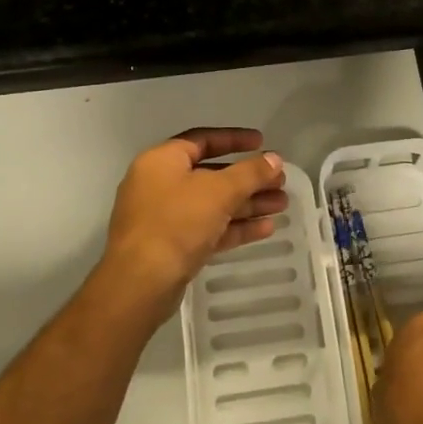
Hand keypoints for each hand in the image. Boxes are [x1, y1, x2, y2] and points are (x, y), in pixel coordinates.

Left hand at [98, 128, 287, 320]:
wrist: (140, 283)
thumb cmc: (176, 223)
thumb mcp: (218, 191)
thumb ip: (250, 173)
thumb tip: (274, 159)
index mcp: (162, 160)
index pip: (202, 140)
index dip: (234, 139)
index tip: (262, 142)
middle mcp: (160, 184)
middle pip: (211, 174)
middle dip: (248, 178)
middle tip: (280, 181)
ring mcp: (164, 218)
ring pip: (213, 204)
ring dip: (247, 203)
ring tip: (282, 204)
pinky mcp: (172, 247)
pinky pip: (208, 229)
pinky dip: (234, 226)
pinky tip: (266, 228)